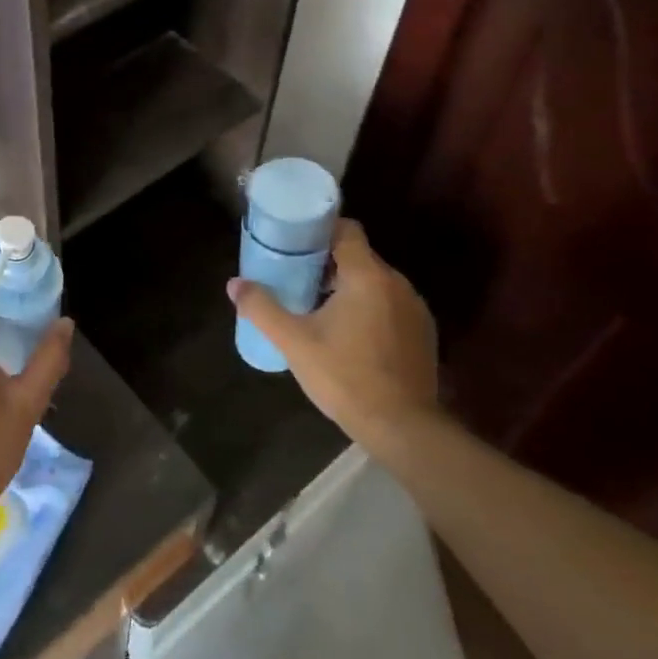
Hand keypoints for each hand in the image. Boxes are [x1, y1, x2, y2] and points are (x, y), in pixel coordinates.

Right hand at [227, 220, 439, 448]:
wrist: (404, 429)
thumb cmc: (346, 376)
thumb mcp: (293, 342)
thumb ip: (262, 308)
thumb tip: (234, 284)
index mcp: (367, 276)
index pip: (347, 230)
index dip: (320, 230)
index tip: (295, 241)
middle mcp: (397, 284)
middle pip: (359, 256)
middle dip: (328, 262)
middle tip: (295, 276)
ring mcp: (415, 310)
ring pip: (375, 282)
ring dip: (348, 287)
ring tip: (317, 306)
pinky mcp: (423, 334)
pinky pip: (390, 305)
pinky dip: (368, 308)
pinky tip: (348, 334)